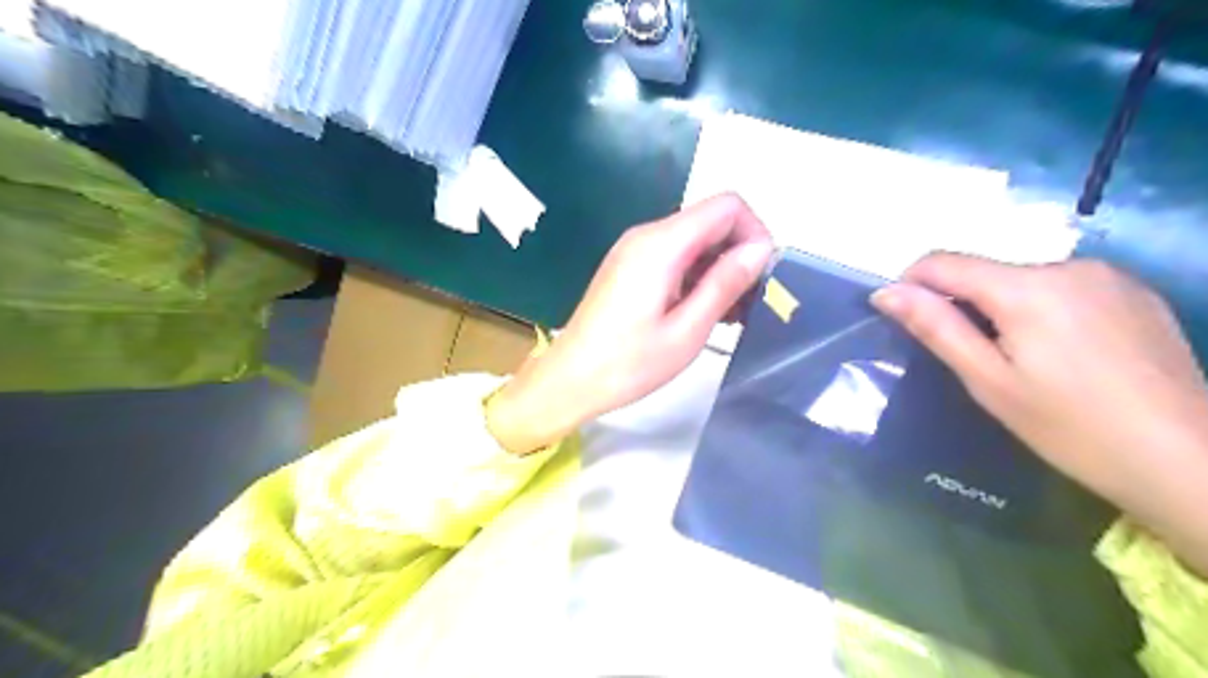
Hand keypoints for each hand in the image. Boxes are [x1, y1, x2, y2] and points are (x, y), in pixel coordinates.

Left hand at [484, 193, 773, 455]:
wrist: (570, 379)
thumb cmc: (628, 363)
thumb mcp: (687, 330)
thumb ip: (725, 284)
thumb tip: (760, 249)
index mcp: (661, 244)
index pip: (727, 206)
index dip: (755, 233)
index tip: (762, 277)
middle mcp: (647, 235)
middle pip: (711, 221)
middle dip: (739, 254)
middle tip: (749, 304)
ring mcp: (635, 250)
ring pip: (695, 240)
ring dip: (719, 270)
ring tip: (729, 316)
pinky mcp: (629, 267)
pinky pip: (675, 257)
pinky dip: (697, 277)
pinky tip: (702, 313)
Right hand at [880, 253, 1207, 571]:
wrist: (1188, 461)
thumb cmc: (1071, 427)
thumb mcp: (989, 381)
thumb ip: (936, 327)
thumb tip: (886, 292)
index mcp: (1027, 287)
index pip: (943, 262)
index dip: (911, 283)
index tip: (906, 319)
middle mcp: (1069, 266)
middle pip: (986, 271)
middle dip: (964, 303)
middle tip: (973, 359)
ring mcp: (1109, 276)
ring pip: (1024, 279)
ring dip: (1004, 308)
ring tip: (1022, 361)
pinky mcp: (1136, 292)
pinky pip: (1064, 287)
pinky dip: (1043, 309)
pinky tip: (1065, 354)